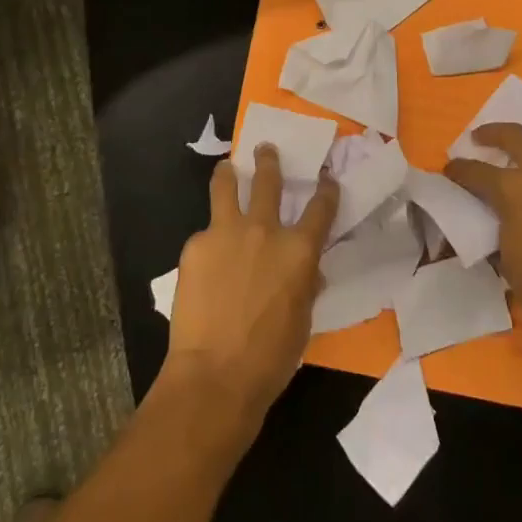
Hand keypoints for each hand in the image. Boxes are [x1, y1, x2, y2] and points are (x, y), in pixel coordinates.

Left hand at [162, 145, 337, 424]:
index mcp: (299, 250)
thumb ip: (304, 284)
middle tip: (265, 148)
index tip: (326, 178)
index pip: (320, 208)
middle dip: (269, 160)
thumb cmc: (271, 357)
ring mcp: (226, 232)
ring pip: (226, 185)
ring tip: (227, 167)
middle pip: (268, 180)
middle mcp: (264, 230)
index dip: (326, 190)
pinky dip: (209, 238)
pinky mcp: (195, 244)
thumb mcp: (302, 318)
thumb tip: (306, 271)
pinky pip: (205, 232)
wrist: (216, 373)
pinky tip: (205, 258)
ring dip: (229, 172)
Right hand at [445, 123, 521, 359]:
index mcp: (513, 187)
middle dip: (492, 134)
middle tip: (479, 139)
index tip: (450, 169)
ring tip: (521, 156)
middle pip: (514, 136)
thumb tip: (495, 218)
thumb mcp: (506, 257)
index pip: (476, 170)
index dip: (458, 170)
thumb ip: (497, 226)